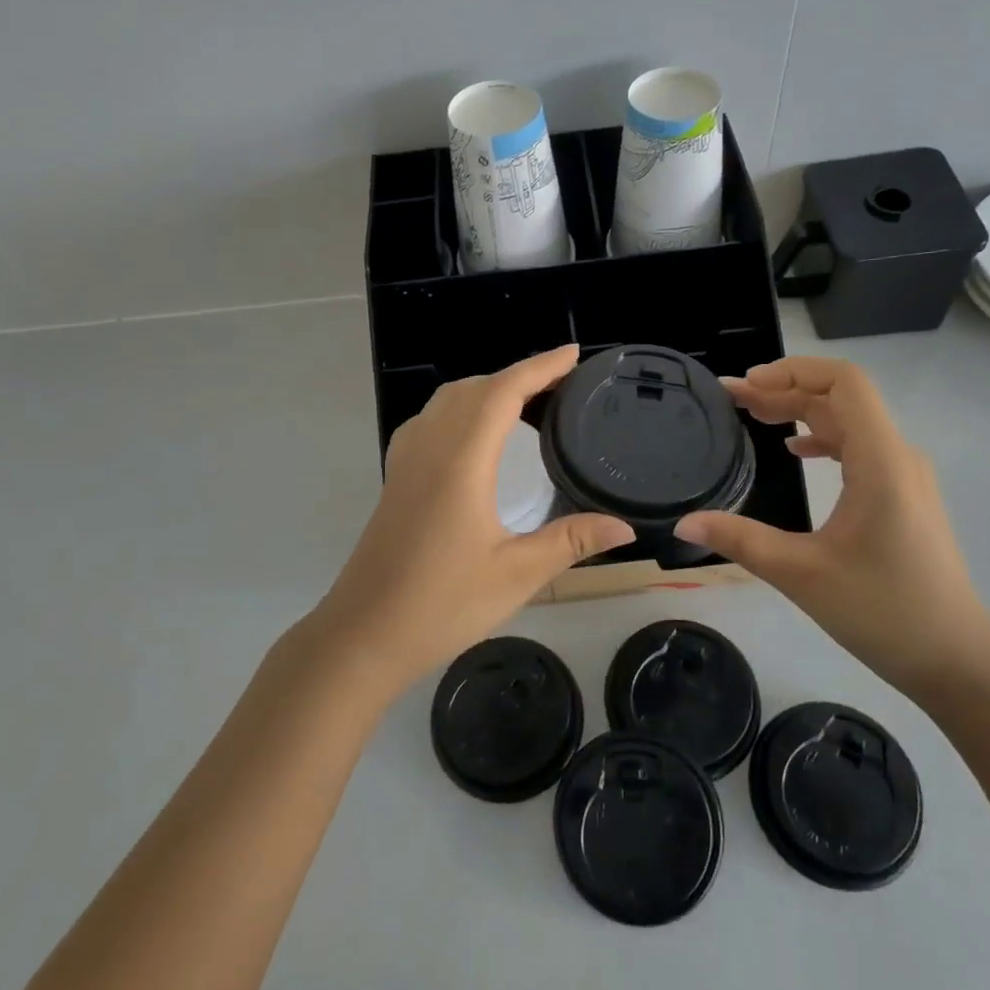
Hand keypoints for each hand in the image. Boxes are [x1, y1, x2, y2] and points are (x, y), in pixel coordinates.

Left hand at [312, 345, 635, 694]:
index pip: (503, 392)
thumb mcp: (516, 575)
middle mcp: (430, 447)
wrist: (364, 634)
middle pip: (475, 388)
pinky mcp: (396, 477)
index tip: (573, 355)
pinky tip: (474, 434)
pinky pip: (430, 419)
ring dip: (487, 388)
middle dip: (519, 375)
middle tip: (562, 382)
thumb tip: (624, 526)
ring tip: (526, 401)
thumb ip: (571, 542)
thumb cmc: (442, 605)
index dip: (540, 367)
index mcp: (461, 461)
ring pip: (447, 399)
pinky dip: (461, 407)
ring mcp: (407, 460)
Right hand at [676, 356, 989, 697]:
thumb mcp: (801, 574)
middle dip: (784, 390)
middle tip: (732, 398)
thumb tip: (684, 523)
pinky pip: (859, 446)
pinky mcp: (903, 495)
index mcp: (880, 461)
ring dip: (800, 411)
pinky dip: (821, 436)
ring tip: (753, 415)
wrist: (956, 659)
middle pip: (841, 398)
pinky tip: (792, 449)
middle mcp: (897, 456)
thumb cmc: (884, 611)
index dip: (793, 372)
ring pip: (850, 421)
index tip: (748, 386)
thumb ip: (740, 540)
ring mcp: (904, 475)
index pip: (844, 382)